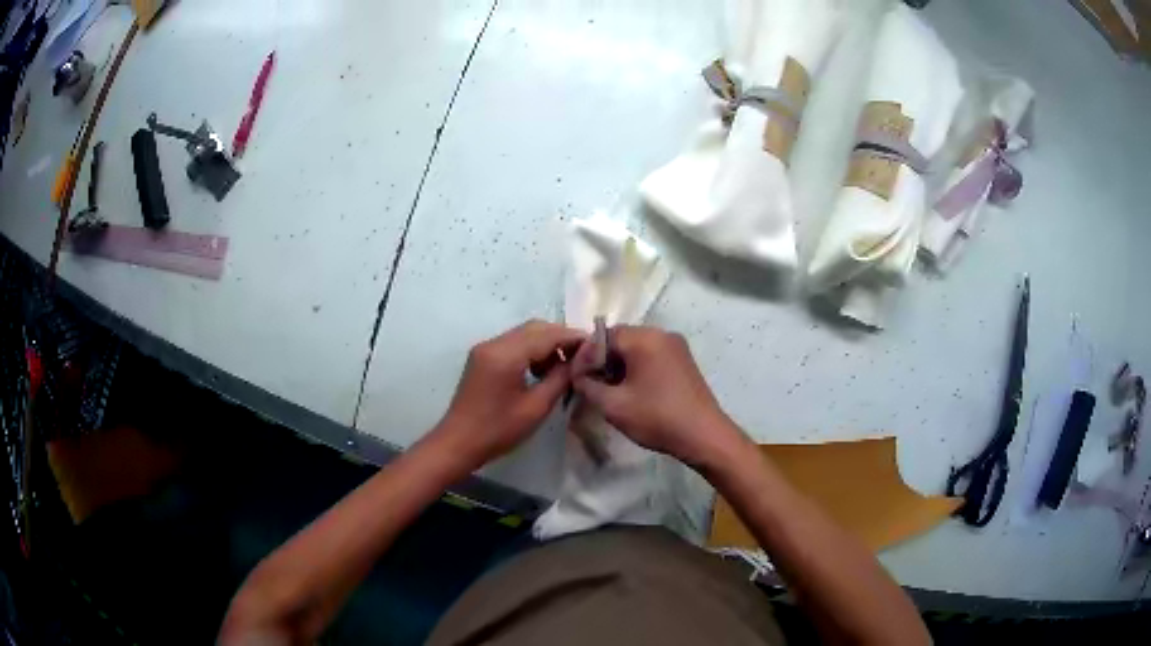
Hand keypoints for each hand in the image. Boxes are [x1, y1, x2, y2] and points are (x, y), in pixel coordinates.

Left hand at [430, 320, 585, 468]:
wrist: (458, 443)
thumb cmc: (498, 431)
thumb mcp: (536, 407)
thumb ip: (559, 379)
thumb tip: (578, 362)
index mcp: (506, 354)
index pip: (547, 334)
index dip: (573, 337)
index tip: (596, 346)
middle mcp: (494, 343)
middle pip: (534, 328)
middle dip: (561, 337)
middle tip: (583, 356)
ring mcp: (485, 348)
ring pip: (524, 334)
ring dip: (546, 343)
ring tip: (565, 366)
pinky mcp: (482, 357)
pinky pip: (513, 343)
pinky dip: (531, 350)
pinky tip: (542, 370)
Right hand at [572, 325, 748, 467]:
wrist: (703, 435)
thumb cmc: (657, 418)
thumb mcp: (613, 406)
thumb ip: (588, 386)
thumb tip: (578, 376)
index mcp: (644, 338)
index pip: (603, 336)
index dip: (585, 357)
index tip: (576, 379)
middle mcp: (661, 334)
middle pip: (620, 339)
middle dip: (602, 360)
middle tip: (590, 385)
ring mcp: (676, 346)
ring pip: (636, 348)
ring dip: (619, 365)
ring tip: (609, 390)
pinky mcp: (683, 360)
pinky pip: (651, 355)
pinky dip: (637, 368)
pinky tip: (632, 391)